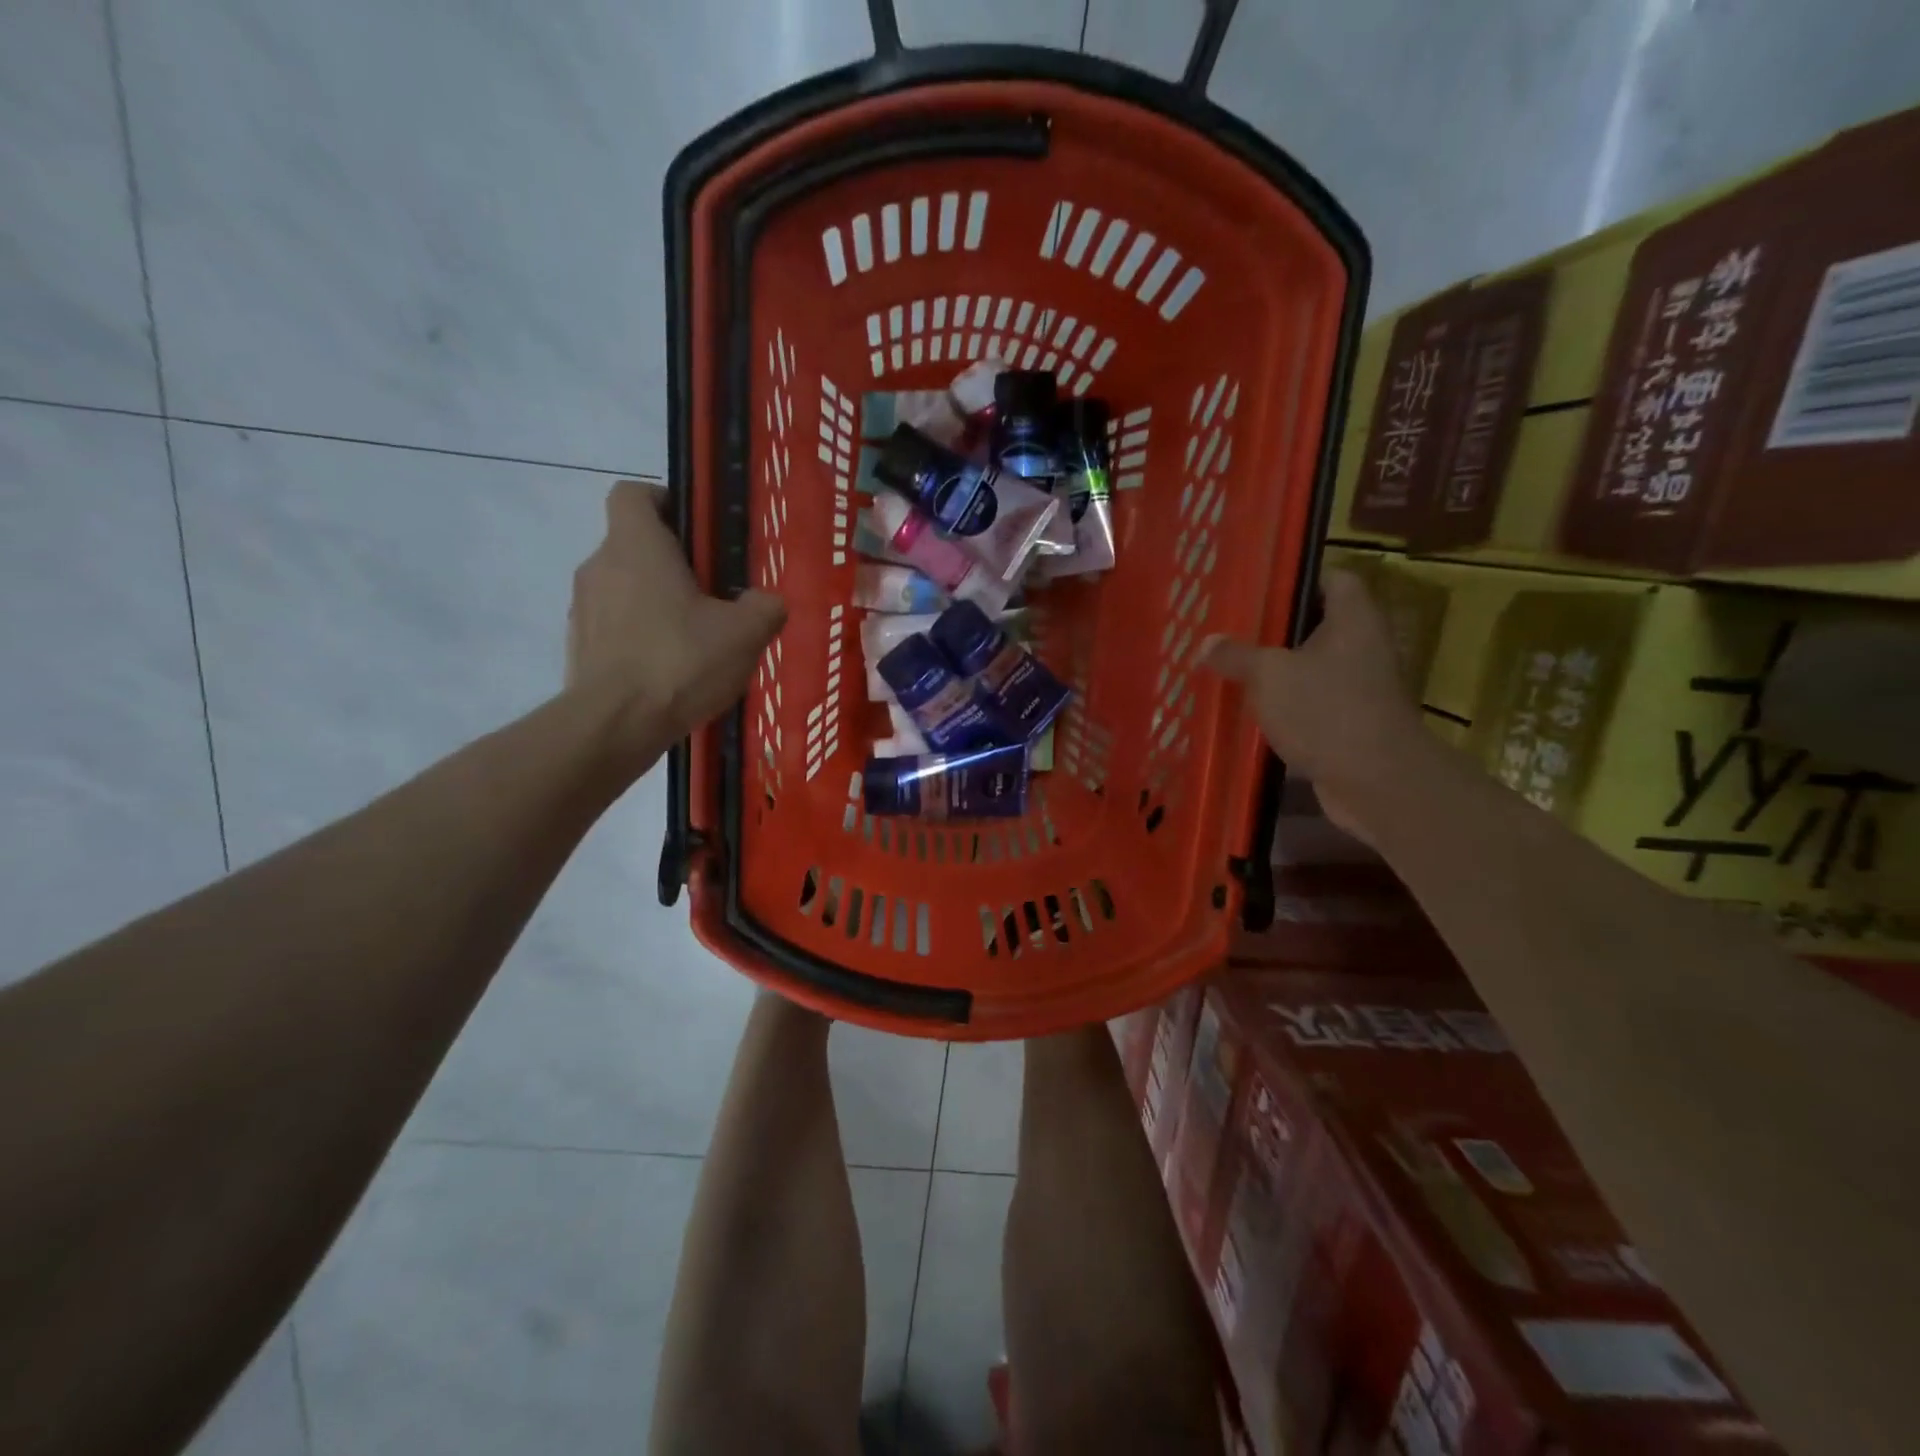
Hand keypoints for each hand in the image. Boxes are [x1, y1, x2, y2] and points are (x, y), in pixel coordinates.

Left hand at [568, 480, 785, 764]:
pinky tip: (671, 672)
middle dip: (673, 564)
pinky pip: (615, 628)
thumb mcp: (744, 634)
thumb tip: (767, 602)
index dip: (664, 501)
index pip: (634, 493)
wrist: (614, 725)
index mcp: (636, 546)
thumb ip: (764, 608)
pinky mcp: (579, 648)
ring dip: (656, 603)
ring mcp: (582, 609)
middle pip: (634, 545)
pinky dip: (640, 638)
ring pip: (624, 589)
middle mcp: (600, 566)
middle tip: (715, 595)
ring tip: (695, 641)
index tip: (697, 530)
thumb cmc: (679, 661)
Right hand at [1198, 569, 1434, 843]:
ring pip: (1311, 670)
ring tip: (1230, 669)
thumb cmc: (1325, 710)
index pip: (1335, 579)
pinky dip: (1284, 708)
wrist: (1374, 781)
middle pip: (1317, 626)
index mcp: (1354, 620)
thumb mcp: (1269, 675)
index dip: (1299, 578)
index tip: (1259, 587)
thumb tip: (1206, 643)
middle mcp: (1363, 648)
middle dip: (1275, 631)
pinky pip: (1310, 706)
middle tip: (1231, 630)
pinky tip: (1248, 712)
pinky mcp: (1350, 725)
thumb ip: (1236, 655)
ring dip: (1277, 673)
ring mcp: (1359, 689)